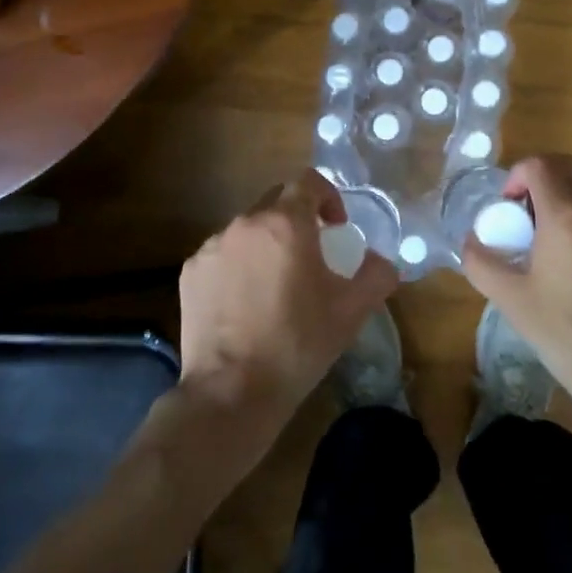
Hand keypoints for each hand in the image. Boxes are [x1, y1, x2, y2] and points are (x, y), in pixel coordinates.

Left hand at [177, 169, 398, 451]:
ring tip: (276, 284)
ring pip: (248, 229)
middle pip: (276, 201)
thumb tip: (380, 260)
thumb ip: (376, 275)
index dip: (328, 197)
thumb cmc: (297, 344)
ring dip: (267, 243)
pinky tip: (246, 303)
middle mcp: (245, 223)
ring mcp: (212, 246)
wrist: (231, 392)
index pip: (308, 181)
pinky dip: (238, 265)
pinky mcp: (191, 272)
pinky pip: (222, 254)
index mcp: (285, 223)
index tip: (336, 227)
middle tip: (311, 255)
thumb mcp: (351, 311)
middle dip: (298, 219)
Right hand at [461, 154, 571, 408]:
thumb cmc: (567, 335)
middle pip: (570, 168)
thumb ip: (481, 261)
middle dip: (544, 179)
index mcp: (567, 216)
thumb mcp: (511, 300)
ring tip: (556, 245)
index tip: (509, 205)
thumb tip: (472, 240)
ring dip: (569, 201)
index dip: (517, 175)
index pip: (540, 165)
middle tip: (527, 214)